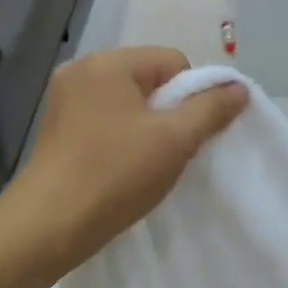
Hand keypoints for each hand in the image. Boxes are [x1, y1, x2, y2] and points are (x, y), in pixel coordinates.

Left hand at [8, 47, 247, 270]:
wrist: (48, 226)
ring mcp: (64, 98)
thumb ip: (211, 109)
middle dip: (168, 111)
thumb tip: (239, 88)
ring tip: (146, 162)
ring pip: (128, 101)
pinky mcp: (57, 126)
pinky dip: (122, 136)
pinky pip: (106, 118)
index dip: (191, 96)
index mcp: (108, 63)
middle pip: (149, 79)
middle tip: (170, 150)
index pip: (173, 61)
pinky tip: (122, 166)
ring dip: (147, 126)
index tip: (186, 134)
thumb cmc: (115, 175)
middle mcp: (81, 70)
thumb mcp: (174, 140)